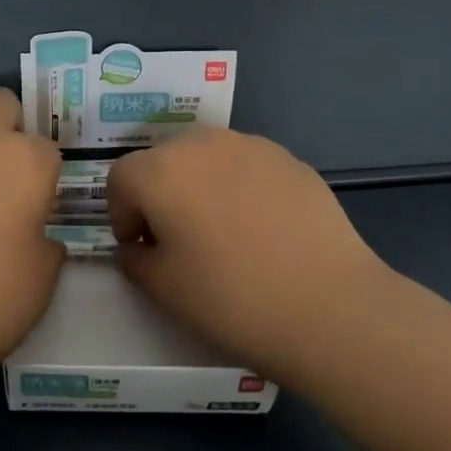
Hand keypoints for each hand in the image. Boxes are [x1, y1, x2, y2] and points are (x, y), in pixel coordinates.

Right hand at [108, 128, 395, 386]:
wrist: (329, 306)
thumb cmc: (232, 299)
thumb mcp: (164, 290)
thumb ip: (134, 260)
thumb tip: (135, 246)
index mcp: (161, 171)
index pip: (121, 177)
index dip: (121, 212)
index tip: (139, 246)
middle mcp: (201, 144)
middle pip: (163, 159)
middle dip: (160, 193)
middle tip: (177, 239)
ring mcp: (251, 146)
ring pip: (207, 157)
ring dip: (200, 185)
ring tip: (222, 231)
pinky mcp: (290, 159)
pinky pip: (247, 166)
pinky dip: (240, 187)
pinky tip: (263, 229)